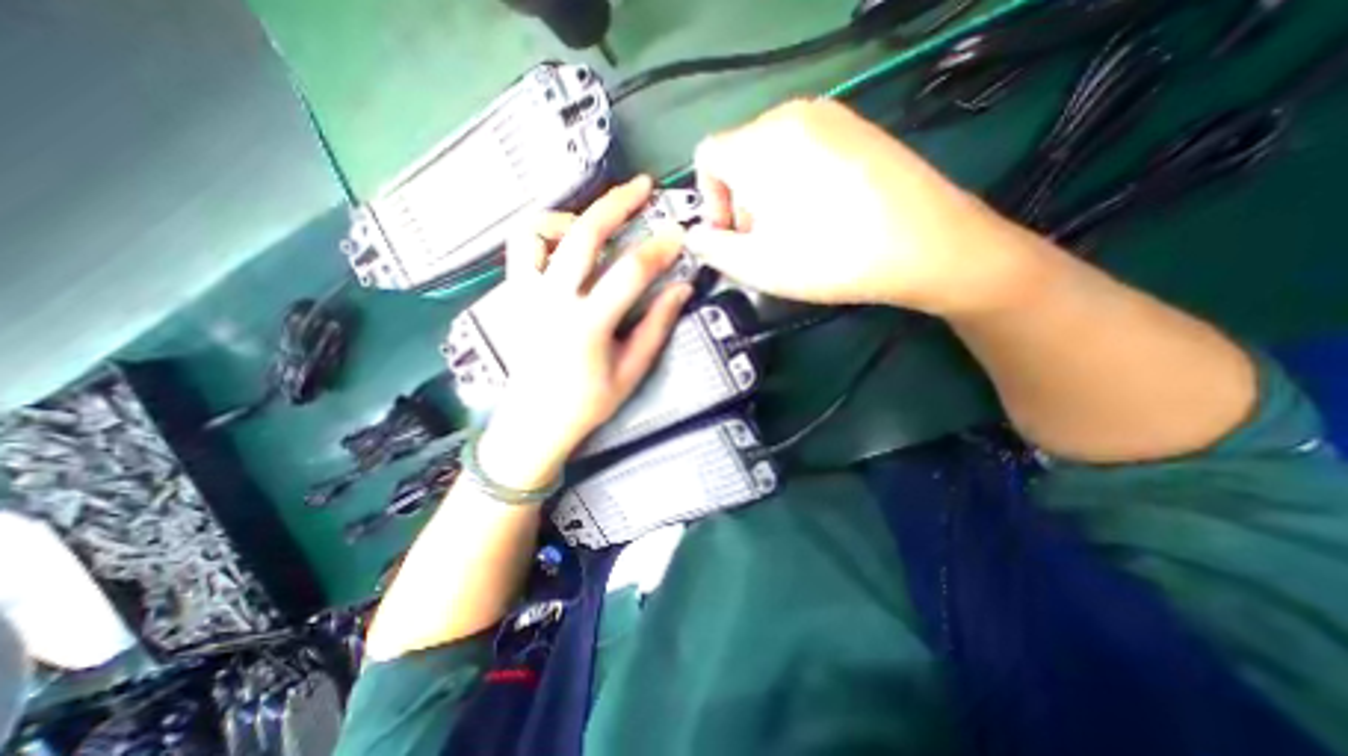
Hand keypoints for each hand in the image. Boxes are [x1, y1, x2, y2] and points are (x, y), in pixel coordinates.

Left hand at [472, 179, 687, 489]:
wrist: (535, 421)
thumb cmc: (588, 403)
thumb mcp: (631, 370)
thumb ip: (656, 326)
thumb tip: (681, 288)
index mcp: (587, 325)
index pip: (631, 272)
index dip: (660, 248)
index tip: (679, 235)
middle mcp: (553, 300)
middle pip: (585, 234)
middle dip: (617, 203)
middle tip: (642, 186)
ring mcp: (527, 293)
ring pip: (539, 230)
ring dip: (572, 215)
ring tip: (597, 221)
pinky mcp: (514, 294)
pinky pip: (521, 247)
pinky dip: (543, 232)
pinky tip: (565, 243)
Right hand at [687, 99, 1044, 314]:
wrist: (927, 244)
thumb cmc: (831, 257)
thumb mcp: (757, 266)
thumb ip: (713, 249)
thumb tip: (694, 235)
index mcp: (760, 144)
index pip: (707, 157)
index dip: (708, 200)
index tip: (728, 235)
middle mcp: (792, 116)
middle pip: (740, 155)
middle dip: (739, 201)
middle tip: (762, 241)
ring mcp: (830, 117)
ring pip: (772, 153)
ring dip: (767, 194)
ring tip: (792, 231)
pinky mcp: (857, 128)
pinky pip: (805, 149)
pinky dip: (797, 181)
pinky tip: (822, 214)